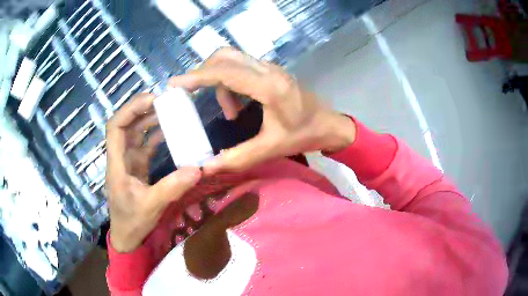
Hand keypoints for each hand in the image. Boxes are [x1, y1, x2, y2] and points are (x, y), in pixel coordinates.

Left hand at [106, 93, 201, 252]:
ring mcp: (128, 162)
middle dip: (142, 110)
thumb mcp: (152, 206)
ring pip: (135, 133)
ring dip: (149, 120)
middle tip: (165, 101)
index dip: (130, 109)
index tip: (151, 100)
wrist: (127, 238)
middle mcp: (120, 158)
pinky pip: (145, 146)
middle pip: (126, 125)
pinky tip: (169, 132)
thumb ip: (172, 187)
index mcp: (117, 163)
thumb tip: (197, 168)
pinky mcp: (136, 168)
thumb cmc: (132, 221)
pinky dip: (155, 136)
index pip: (116, 127)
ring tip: (169, 111)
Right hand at [168, 47, 356, 174]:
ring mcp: (269, 67)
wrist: (329, 124)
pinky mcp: (270, 71)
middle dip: (203, 73)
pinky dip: (229, 82)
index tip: (174, 84)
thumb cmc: (305, 135)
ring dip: (218, 81)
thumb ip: (237, 158)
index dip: (197, 76)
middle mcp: (267, 70)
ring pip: (232, 59)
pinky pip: (241, 67)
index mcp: (269, 87)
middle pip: (225, 56)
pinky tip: (237, 107)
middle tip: (190, 94)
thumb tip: (206, 167)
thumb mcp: (271, 148)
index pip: (225, 72)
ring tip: (228, 113)